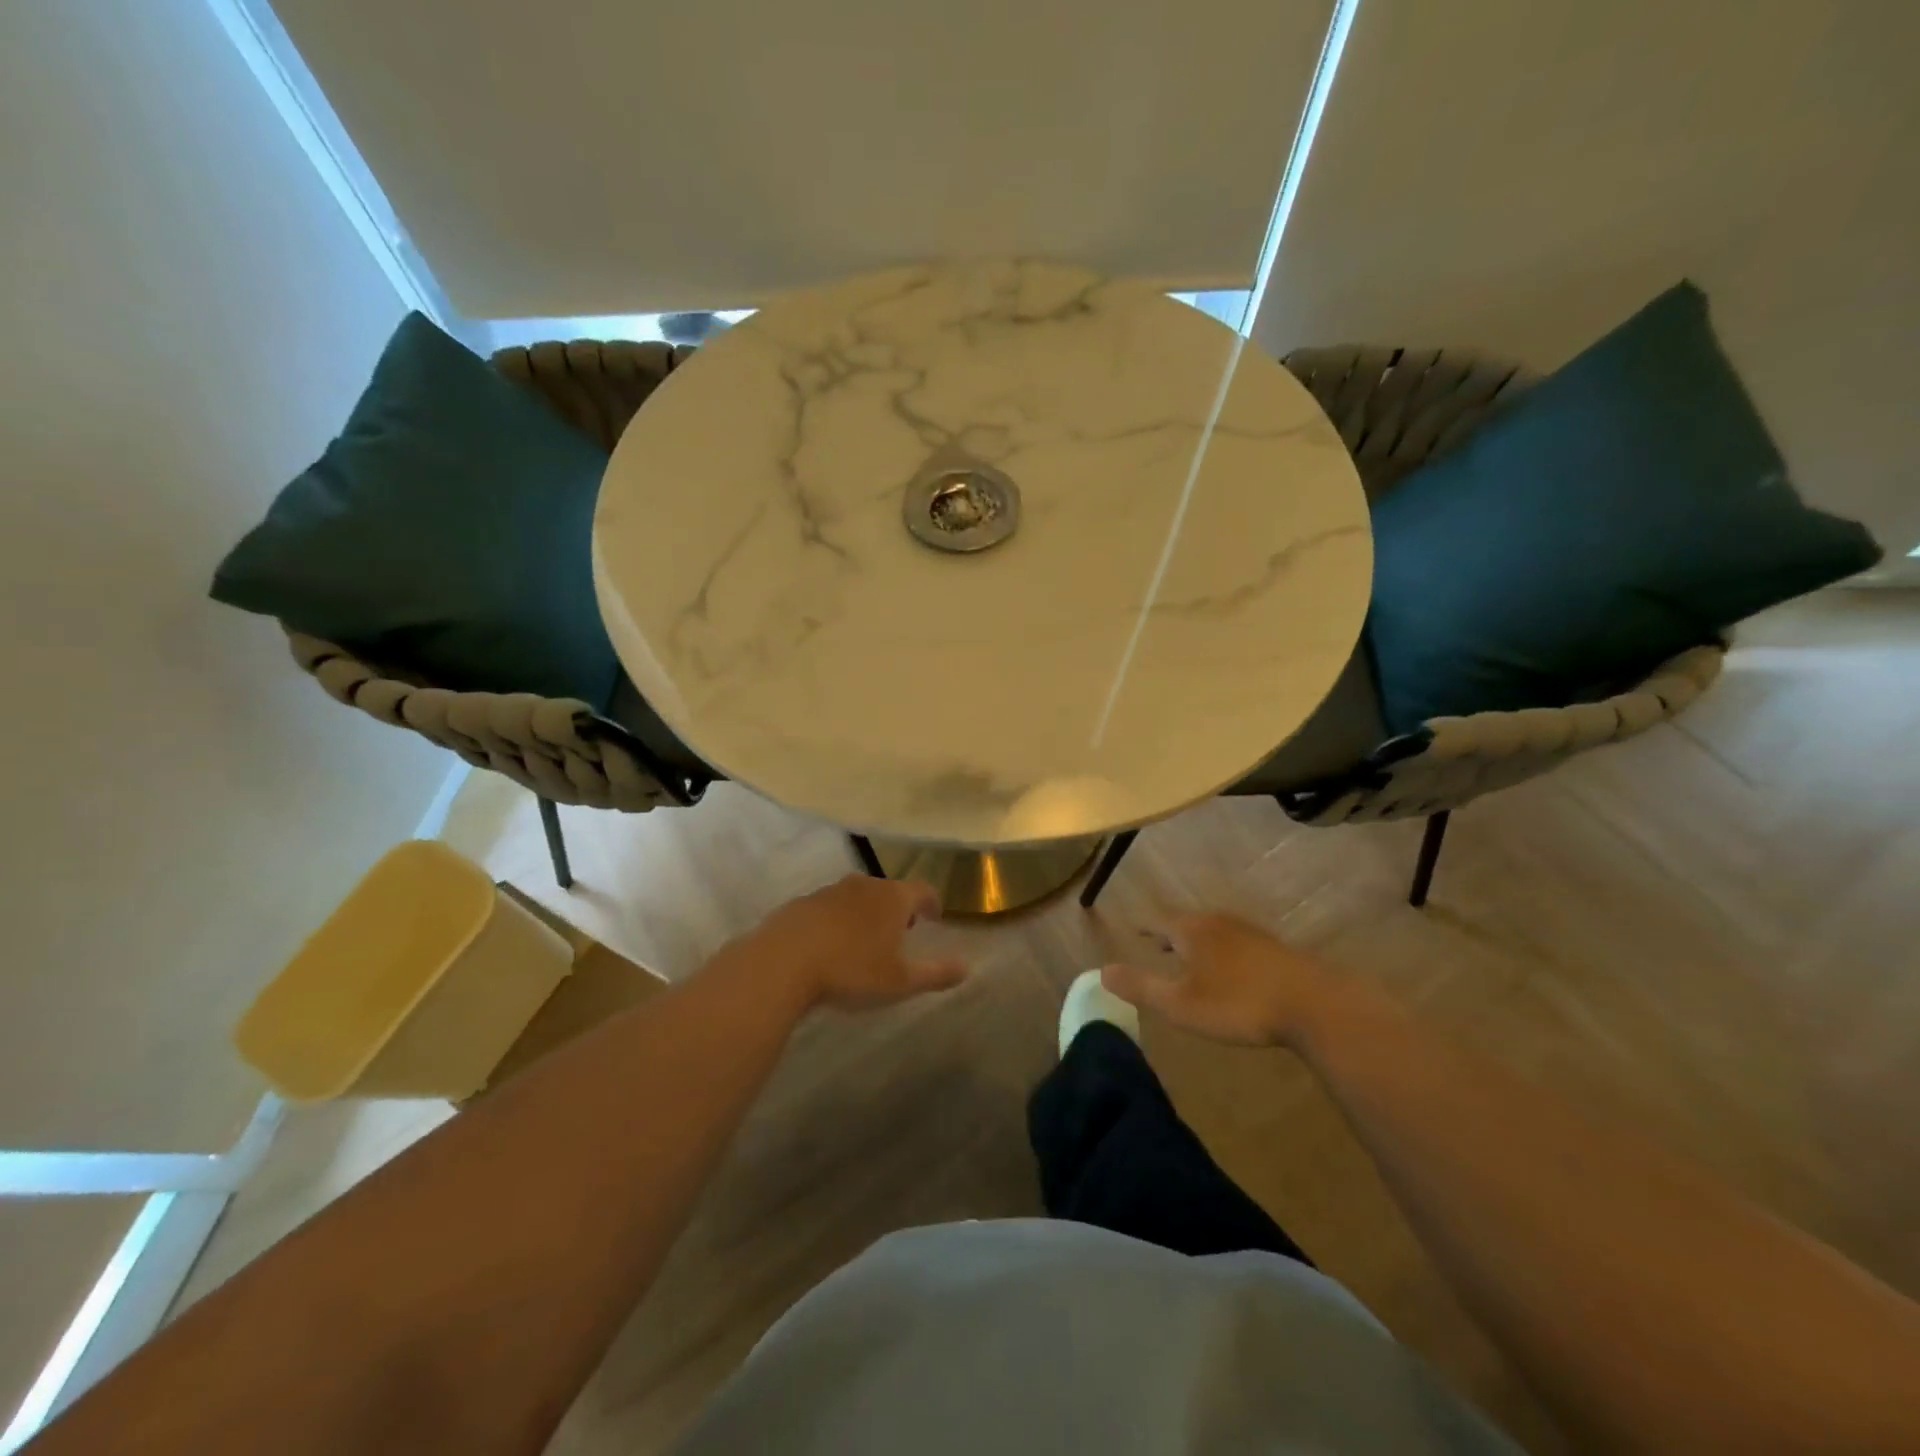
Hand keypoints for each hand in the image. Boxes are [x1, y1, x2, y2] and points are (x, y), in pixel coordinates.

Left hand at [747, 875, 967, 1012]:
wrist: (782, 963)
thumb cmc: (851, 971)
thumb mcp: (900, 982)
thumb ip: (935, 974)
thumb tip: (966, 968)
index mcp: (892, 898)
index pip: (922, 890)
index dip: (932, 902)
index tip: (935, 916)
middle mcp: (863, 886)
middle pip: (889, 890)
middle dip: (898, 907)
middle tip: (902, 929)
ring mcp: (829, 892)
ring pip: (856, 896)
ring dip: (866, 912)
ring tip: (866, 938)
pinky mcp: (800, 904)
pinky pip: (827, 908)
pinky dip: (836, 920)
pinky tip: (829, 945)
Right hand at [1101, 913, 1337, 1046]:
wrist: (1313, 1004)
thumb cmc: (1237, 1003)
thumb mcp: (1180, 1004)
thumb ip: (1141, 987)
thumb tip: (1101, 971)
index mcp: (1191, 931)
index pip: (1158, 923)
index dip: (1144, 928)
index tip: (1133, 929)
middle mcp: (1217, 923)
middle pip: (1186, 923)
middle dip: (1170, 934)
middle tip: (1157, 944)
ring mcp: (1249, 933)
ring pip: (1213, 932)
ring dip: (1197, 942)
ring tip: (1190, 956)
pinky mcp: (1274, 949)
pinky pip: (1236, 943)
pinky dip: (1222, 951)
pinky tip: (1231, 970)